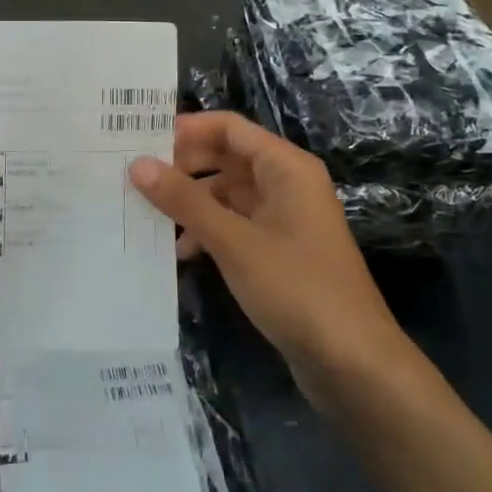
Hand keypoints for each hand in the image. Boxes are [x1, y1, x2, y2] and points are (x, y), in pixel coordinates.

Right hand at [130, 113, 407, 406]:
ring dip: (193, 203)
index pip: (229, 128)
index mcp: (286, 167)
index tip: (141, 140)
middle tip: (138, 178)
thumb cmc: (296, 287)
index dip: (187, 129)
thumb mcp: (233, 241)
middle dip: (184, 167)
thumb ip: (184, 200)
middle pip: (227, 158)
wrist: (354, 363)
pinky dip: (210, 231)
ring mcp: (286, 218)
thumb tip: (138, 164)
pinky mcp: (281, 250)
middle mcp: (287, 184)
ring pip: (229, 193)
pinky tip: (184, 252)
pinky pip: (237, 224)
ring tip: (152, 217)